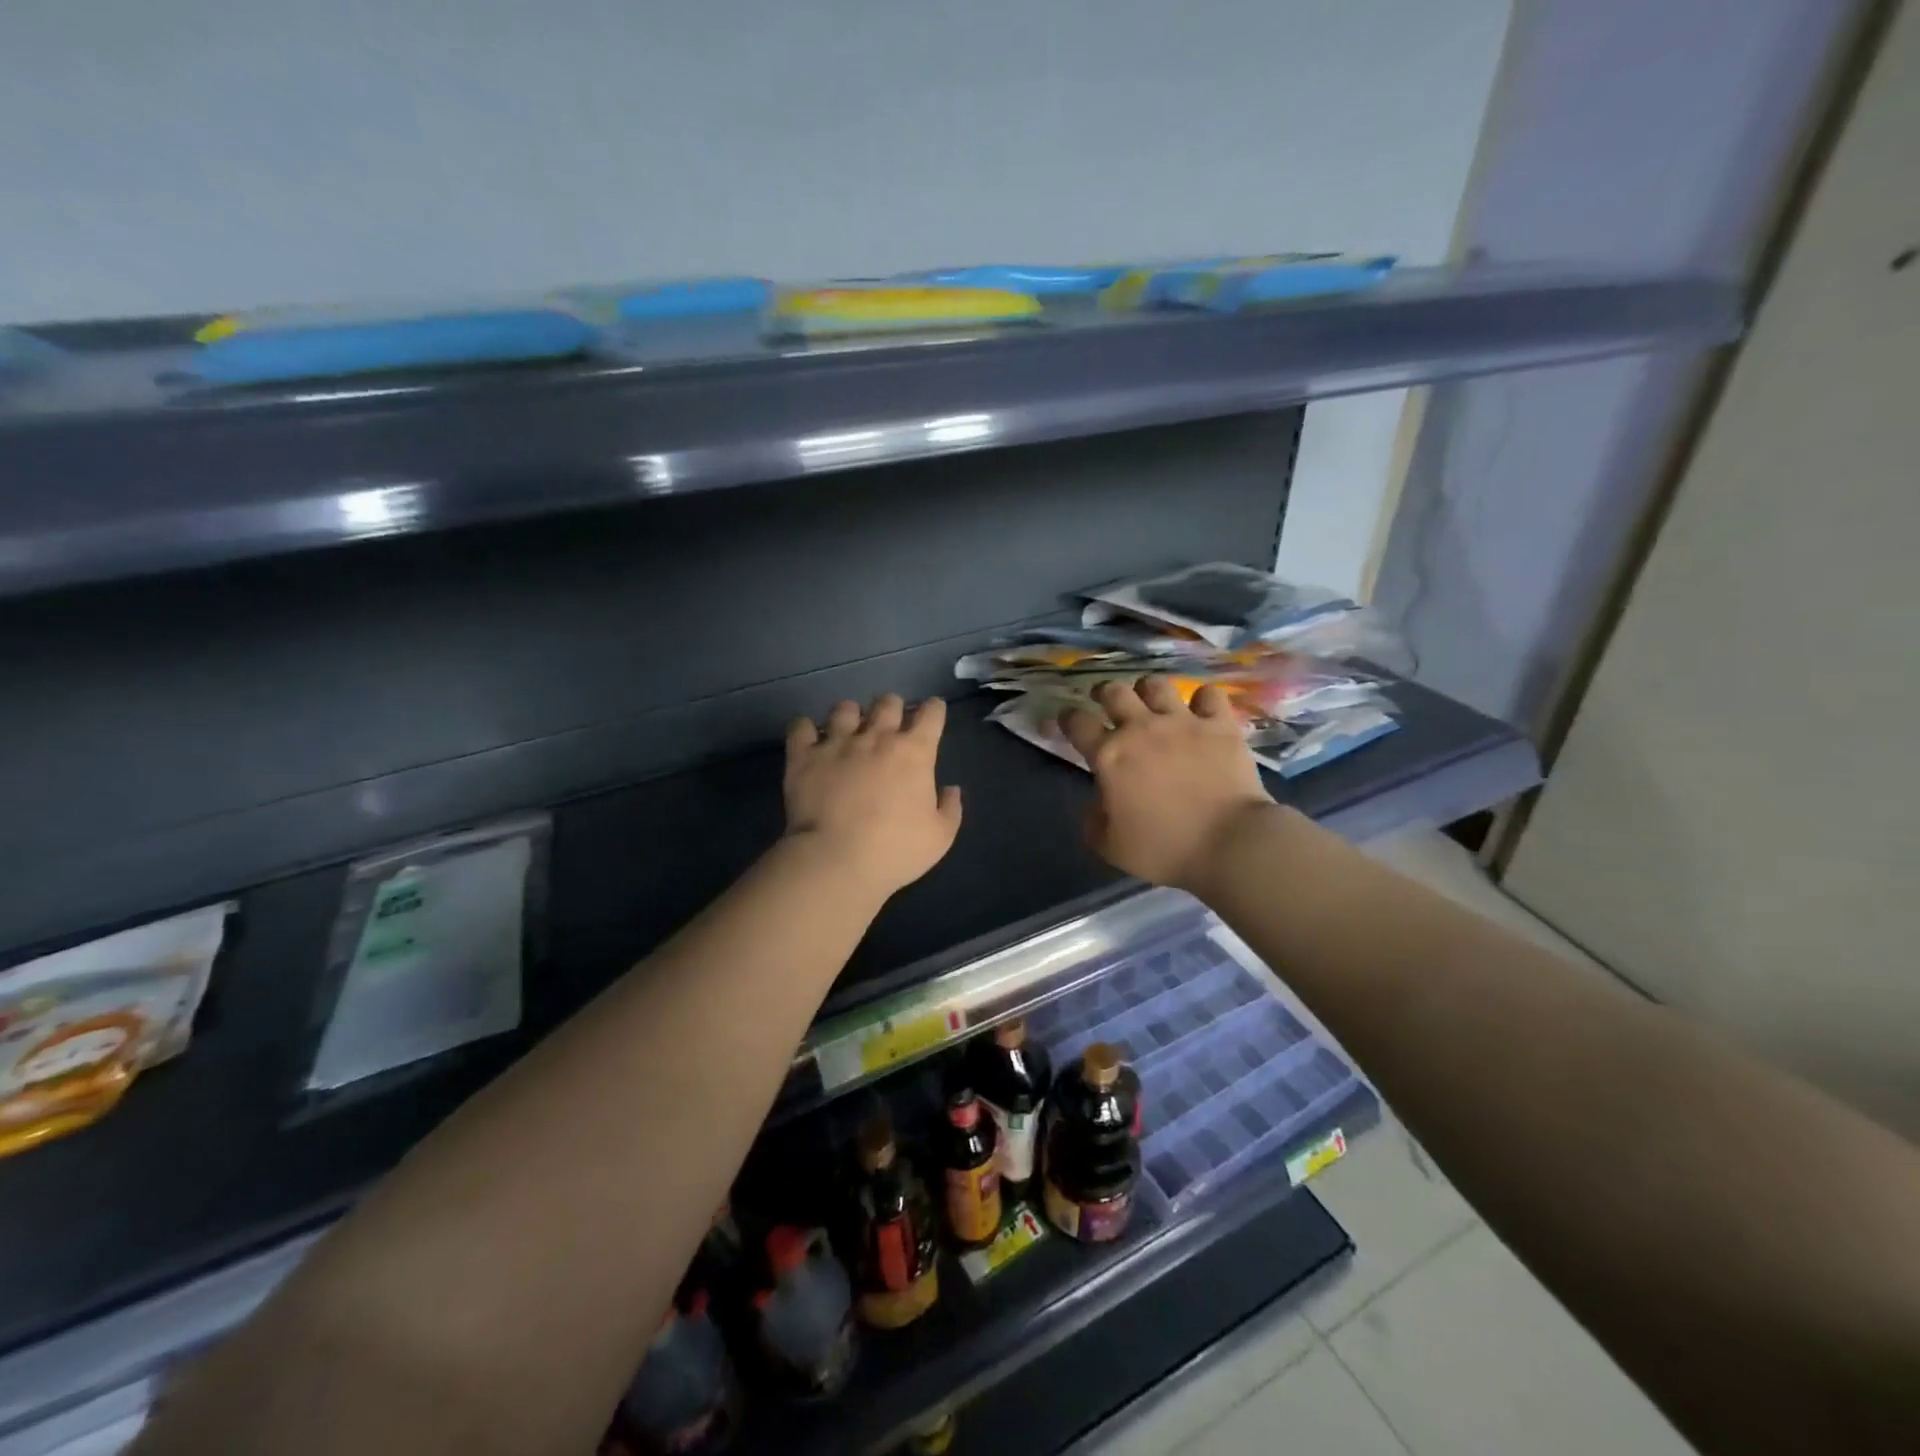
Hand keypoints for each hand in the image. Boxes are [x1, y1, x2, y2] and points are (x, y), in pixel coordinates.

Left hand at [783, 694, 963, 896]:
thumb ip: (950, 808)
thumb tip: (950, 789)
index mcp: (914, 752)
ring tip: (848, 731)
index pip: (931, 713)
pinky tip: (809, 740)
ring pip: (845, 708)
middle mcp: (876, 737)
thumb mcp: (940, 837)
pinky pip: (801, 727)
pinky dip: (805, 730)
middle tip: (890, 727)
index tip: (933, 714)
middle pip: (888, 702)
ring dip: (850, 716)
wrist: (836, 860)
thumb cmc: (895, 850)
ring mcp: (837, 743)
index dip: (934, 710)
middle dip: (892, 708)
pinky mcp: (803, 756)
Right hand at [1060, 677, 1277, 891]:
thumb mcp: (1110, 846)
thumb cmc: (1164, 849)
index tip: (1067, 721)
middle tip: (1106, 703)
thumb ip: (1094, 820)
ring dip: (1148, 690)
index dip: (1067, 718)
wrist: (1228, 844)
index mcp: (1109, 756)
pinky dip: (1202, 700)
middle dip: (1104, 693)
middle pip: (1114, 692)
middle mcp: (1141, 728)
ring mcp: (1182, 722)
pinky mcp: (1220, 725)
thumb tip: (1098, 803)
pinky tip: (1201, 711)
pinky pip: (1208, 694)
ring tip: (1150, 701)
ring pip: (1156, 685)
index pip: (1076, 722)